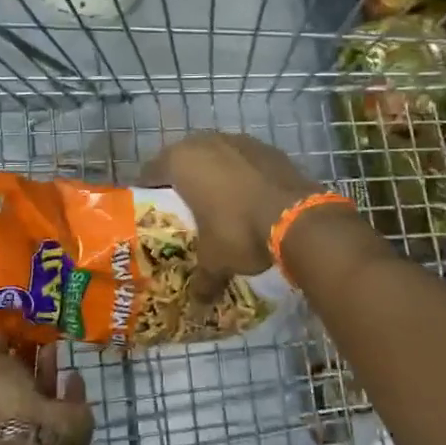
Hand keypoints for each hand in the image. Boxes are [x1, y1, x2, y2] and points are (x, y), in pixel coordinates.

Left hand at [0, 331, 93, 444]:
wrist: (36, 442)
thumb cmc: (4, 401)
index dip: (3, 349)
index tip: (13, 325)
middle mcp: (14, 409)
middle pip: (22, 378)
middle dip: (28, 356)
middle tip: (37, 328)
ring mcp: (42, 417)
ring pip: (45, 387)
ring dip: (49, 367)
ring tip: (54, 341)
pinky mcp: (69, 421)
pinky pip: (70, 399)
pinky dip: (73, 387)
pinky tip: (74, 371)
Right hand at [141, 132, 323, 295]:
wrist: (297, 217)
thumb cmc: (239, 231)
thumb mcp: (215, 260)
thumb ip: (202, 280)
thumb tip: (197, 304)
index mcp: (181, 162)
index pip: (151, 172)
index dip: (148, 190)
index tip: (150, 208)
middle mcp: (205, 142)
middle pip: (183, 158)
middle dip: (182, 179)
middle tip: (183, 206)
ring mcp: (238, 140)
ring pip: (216, 155)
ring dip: (213, 173)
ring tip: (217, 201)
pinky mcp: (267, 147)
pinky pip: (244, 159)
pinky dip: (242, 174)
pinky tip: (248, 196)